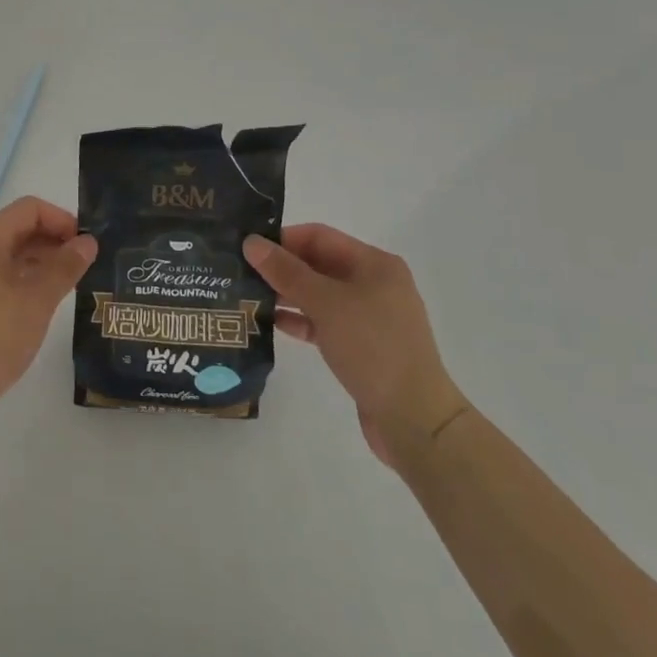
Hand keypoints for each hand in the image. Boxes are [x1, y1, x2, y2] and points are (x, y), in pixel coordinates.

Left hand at [0, 196, 96, 420]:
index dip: (62, 219)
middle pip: (18, 229)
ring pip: (8, 255)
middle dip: (54, 240)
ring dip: (40, 262)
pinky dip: (23, 280)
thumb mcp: (36, 301)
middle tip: (86, 264)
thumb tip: (88, 242)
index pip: (29, 209)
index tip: (88, 243)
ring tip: (70, 283)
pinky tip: (42, 303)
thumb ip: (64, 267)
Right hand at [244, 225, 469, 476]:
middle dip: (282, 268)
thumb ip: (286, 272)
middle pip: (319, 264)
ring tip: (249, 297)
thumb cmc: (373, 348)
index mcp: (374, 264)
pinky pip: (325, 322)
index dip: (283, 239)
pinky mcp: (363, 346)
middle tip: (241, 272)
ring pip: (320, 295)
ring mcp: (370, 317)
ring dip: (287, 295)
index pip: (319, 236)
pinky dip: (301, 320)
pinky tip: (272, 324)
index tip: (248, 248)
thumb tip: (251, 242)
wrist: (415, 420)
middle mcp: (374, 284)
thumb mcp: (326, 303)